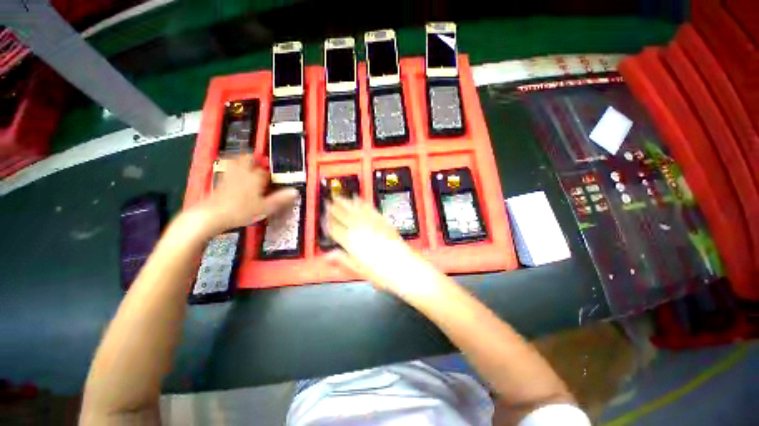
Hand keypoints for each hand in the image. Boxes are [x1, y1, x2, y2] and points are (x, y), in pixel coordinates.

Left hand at [199, 154, 297, 232]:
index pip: (265, 171)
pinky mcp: (219, 181)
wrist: (211, 215)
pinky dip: (232, 168)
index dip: (270, 173)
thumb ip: (281, 199)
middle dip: (255, 159)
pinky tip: (234, 176)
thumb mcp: (265, 207)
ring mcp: (229, 175)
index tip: (273, 179)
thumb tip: (295, 191)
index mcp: (255, 177)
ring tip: (247, 165)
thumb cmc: (241, 210)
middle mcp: (242, 173)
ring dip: (242, 161)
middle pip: (248, 158)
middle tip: (260, 164)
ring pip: (236, 161)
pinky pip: (227, 169)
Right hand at [324, 196, 431, 294]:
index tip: (324, 218)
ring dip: (345, 202)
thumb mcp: (359, 270)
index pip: (335, 229)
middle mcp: (360, 229)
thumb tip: (328, 256)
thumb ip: (343, 260)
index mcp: (351, 242)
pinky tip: (358, 199)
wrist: (403, 266)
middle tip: (328, 203)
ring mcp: (371, 223)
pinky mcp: (382, 220)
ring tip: (338, 197)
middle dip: (334, 209)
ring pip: (354, 209)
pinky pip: (369, 208)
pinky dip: (362, 203)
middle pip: (343, 216)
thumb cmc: (381, 272)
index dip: (328, 223)